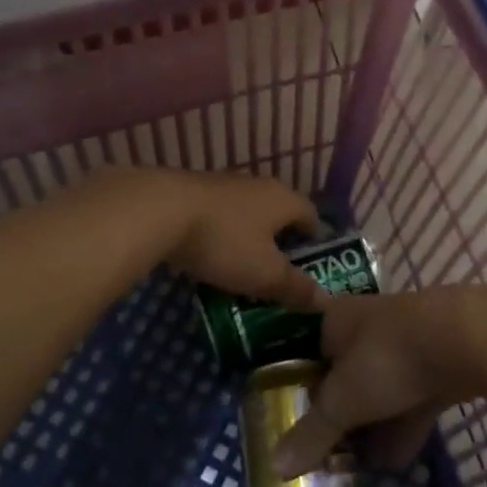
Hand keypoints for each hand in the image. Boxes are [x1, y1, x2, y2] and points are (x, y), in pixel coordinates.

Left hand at [152, 170, 325, 312]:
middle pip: (279, 213)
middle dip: (280, 241)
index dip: (315, 241)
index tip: (310, 267)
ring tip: (243, 268)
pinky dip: (221, 235)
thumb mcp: (264, 273)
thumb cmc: (224, 241)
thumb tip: (325, 301)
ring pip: (247, 214)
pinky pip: (219, 216)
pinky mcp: (194, 191)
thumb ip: (295, 287)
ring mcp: (224, 185)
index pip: (312, 215)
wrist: (160, 210)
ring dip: (248, 238)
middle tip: (277, 273)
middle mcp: (258, 185)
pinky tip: (210, 256)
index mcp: (283, 199)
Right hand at [274, 288, 486, 478]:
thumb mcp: (342, 401)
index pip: (307, 354)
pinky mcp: (438, 361)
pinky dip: (404, 427)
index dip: (300, 390)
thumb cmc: (387, 357)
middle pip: (345, 374)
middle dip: (339, 415)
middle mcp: (367, 325)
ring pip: (381, 388)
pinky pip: (412, 397)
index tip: (296, 425)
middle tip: (327, 455)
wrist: (464, 338)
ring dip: (373, 426)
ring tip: (359, 469)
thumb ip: (312, 433)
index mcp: (334, 320)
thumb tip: (276, 466)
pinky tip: (397, 463)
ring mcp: (406, 341)